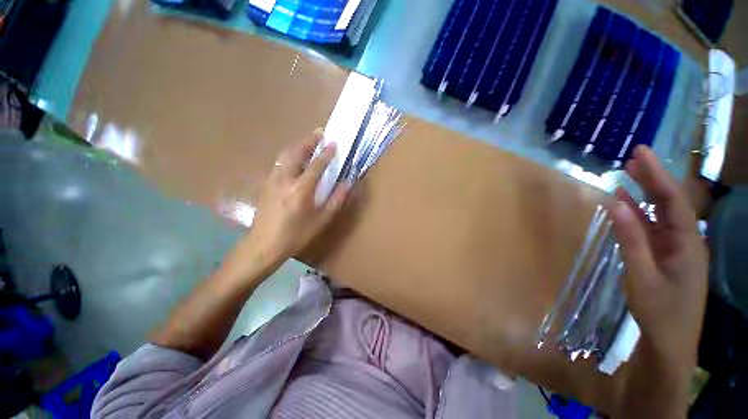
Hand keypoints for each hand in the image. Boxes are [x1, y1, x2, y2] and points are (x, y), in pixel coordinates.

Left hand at [242, 132, 348, 267]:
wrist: (263, 245)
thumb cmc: (296, 235)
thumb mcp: (320, 220)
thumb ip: (335, 200)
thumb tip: (347, 184)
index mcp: (301, 189)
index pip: (316, 165)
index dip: (326, 153)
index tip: (333, 143)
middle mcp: (285, 179)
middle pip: (296, 153)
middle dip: (308, 141)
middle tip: (319, 132)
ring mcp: (272, 180)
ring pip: (284, 156)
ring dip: (298, 146)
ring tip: (308, 142)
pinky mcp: (266, 184)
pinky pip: (279, 163)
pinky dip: (289, 156)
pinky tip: (294, 159)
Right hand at [609, 146, 707, 377]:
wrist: (670, 343)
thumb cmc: (659, 312)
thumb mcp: (641, 277)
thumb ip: (630, 239)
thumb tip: (614, 205)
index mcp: (688, 243)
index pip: (673, 201)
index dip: (657, 175)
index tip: (641, 154)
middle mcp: (686, 240)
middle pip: (670, 202)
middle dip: (654, 178)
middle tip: (635, 156)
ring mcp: (676, 248)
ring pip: (662, 214)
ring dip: (645, 194)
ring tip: (630, 173)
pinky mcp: (665, 256)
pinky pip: (652, 229)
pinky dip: (639, 214)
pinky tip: (626, 204)